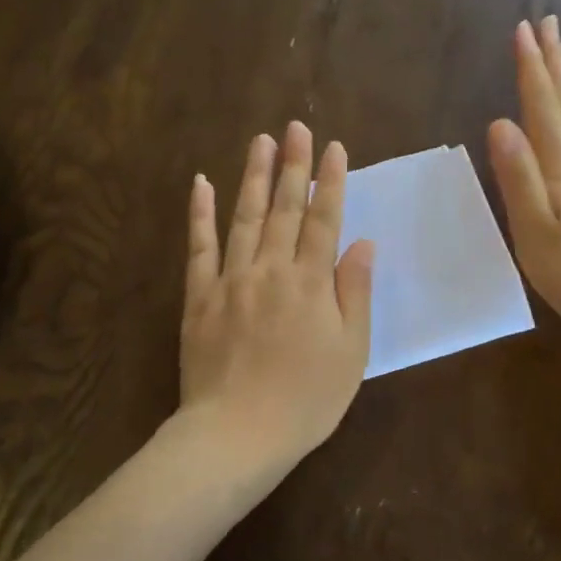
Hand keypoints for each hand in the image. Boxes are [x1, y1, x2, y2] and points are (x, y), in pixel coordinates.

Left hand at [180, 121, 373, 471]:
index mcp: (310, 282)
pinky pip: (199, 247)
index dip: (330, 182)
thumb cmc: (306, 399)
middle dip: (293, 165)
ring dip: (254, 176)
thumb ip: (354, 292)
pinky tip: (202, 183)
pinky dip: (200, 214)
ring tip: (261, 141)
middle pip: (285, 208)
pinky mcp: (199, 297)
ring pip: (244, 217)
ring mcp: (230, 280)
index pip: (324, 219)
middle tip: (296, 127)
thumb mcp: (350, 352)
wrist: (237, 434)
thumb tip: (361, 242)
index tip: (334, 148)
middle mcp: (270, 269)